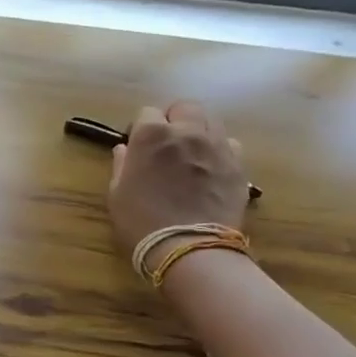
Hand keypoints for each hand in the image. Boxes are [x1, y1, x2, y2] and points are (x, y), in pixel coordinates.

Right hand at [107, 102, 249, 259]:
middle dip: (175, 119)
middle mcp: (187, 131)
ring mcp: (217, 146)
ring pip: (211, 121)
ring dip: (199, 130)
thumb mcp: (117, 194)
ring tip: (192, 153)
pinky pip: (231, 145)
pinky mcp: (238, 165)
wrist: (189, 248)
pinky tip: (212, 169)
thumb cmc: (142, 221)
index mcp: (152, 134)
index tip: (138, 146)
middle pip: (185, 107)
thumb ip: (121, 165)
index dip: (141, 128)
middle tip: (168, 143)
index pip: (147, 113)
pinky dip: (220, 150)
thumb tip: (125, 149)